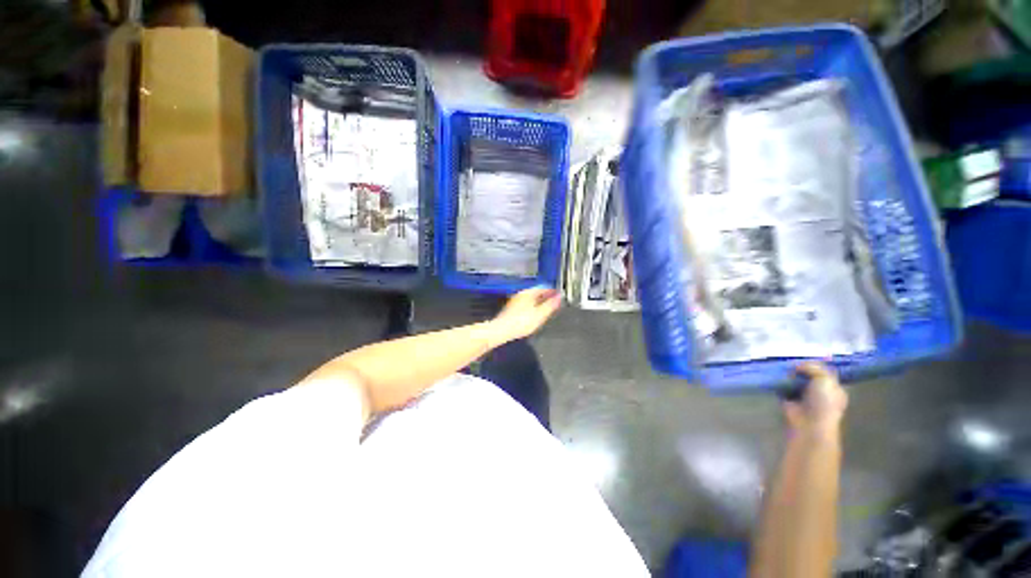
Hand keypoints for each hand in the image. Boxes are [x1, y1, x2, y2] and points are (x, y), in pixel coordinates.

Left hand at [490, 288, 562, 344]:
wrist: (501, 330)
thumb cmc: (522, 322)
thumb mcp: (540, 314)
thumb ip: (550, 305)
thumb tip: (559, 296)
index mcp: (529, 293)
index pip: (544, 288)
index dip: (553, 291)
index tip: (559, 295)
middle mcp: (521, 294)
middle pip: (537, 292)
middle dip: (546, 296)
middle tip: (555, 302)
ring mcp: (515, 301)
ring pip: (531, 298)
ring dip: (539, 301)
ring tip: (547, 308)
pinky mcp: (511, 309)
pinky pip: (526, 304)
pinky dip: (533, 306)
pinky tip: (535, 313)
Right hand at [784, 362, 847, 434]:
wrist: (810, 423)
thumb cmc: (824, 402)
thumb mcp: (825, 379)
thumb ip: (813, 368)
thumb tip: (797, 366)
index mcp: (833, 388)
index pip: (824, 372)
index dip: (815, 364)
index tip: (804, 358)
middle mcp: (818, 392)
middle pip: (807, 375)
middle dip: (799, 368)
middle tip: (789, 360)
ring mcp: (803, 396)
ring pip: (793, 380)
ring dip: (787, 375)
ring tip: (779, 365)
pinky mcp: (788, 399)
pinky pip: (782, 387)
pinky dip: (778, 382)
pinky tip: (773, 375)